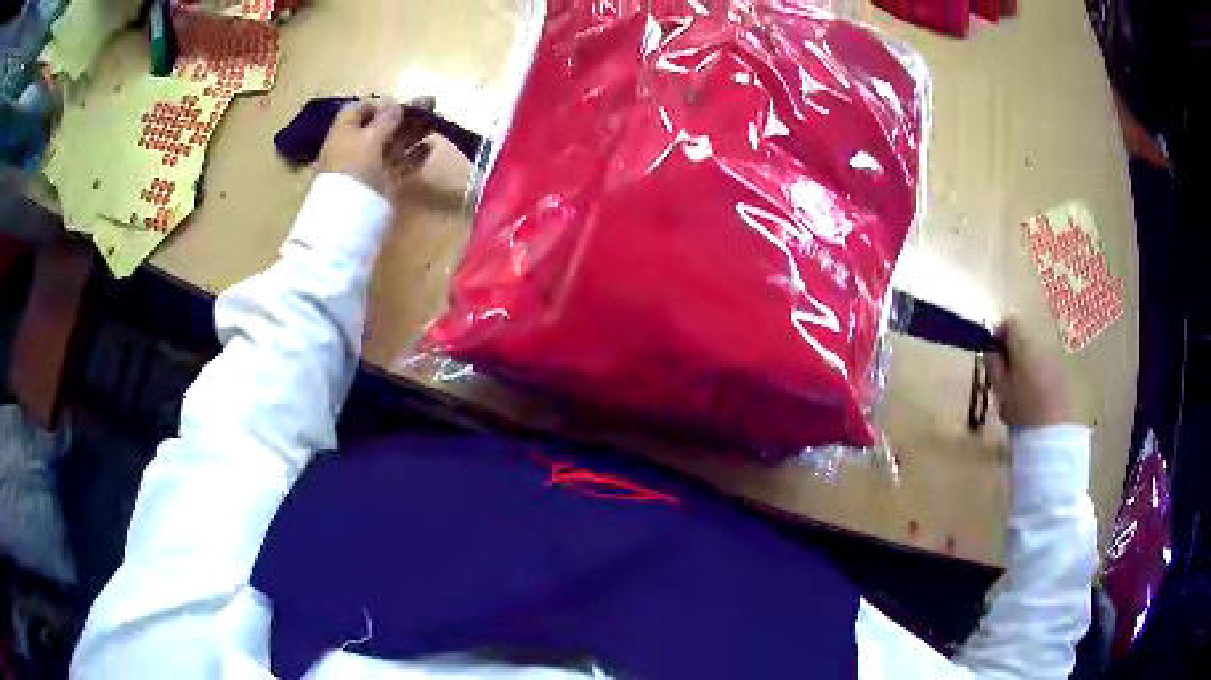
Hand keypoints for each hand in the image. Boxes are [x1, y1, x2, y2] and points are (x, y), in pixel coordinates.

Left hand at [316, 96, 435, 197]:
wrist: (348, 215)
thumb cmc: (354, 167)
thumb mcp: (369, 138)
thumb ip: (386, 120)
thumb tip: (397, 107)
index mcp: (345, 132)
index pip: (359, 109)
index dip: (379, 104)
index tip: (400, 103)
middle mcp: (355, 146)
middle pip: (381, 126)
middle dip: (404, 117)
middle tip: (431, 107)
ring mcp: (369, 166)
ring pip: (393, 145)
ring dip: (413, 134)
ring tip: (435, 124)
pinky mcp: (382, 183)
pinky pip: (400, 165)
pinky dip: (414, 156)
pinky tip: (430, 148)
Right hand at [985, 318, 1073, 427]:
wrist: (1051, 433)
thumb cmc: (1021, 411)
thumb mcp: (1000, 389)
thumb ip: (993, 365)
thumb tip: (990, 350)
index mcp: (1024, 345)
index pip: (1010, 321)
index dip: (998, 333)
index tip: (992, 353)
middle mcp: (1042, 344)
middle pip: (1024, 336)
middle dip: (1012, 350)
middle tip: (1003, 374)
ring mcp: (1054, 358)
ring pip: (1034, 350)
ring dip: (1024, 361)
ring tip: (1018, 387)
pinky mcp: (1062, 373)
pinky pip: (1045, 363)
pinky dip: (1036, 371)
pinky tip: (1033, 394)